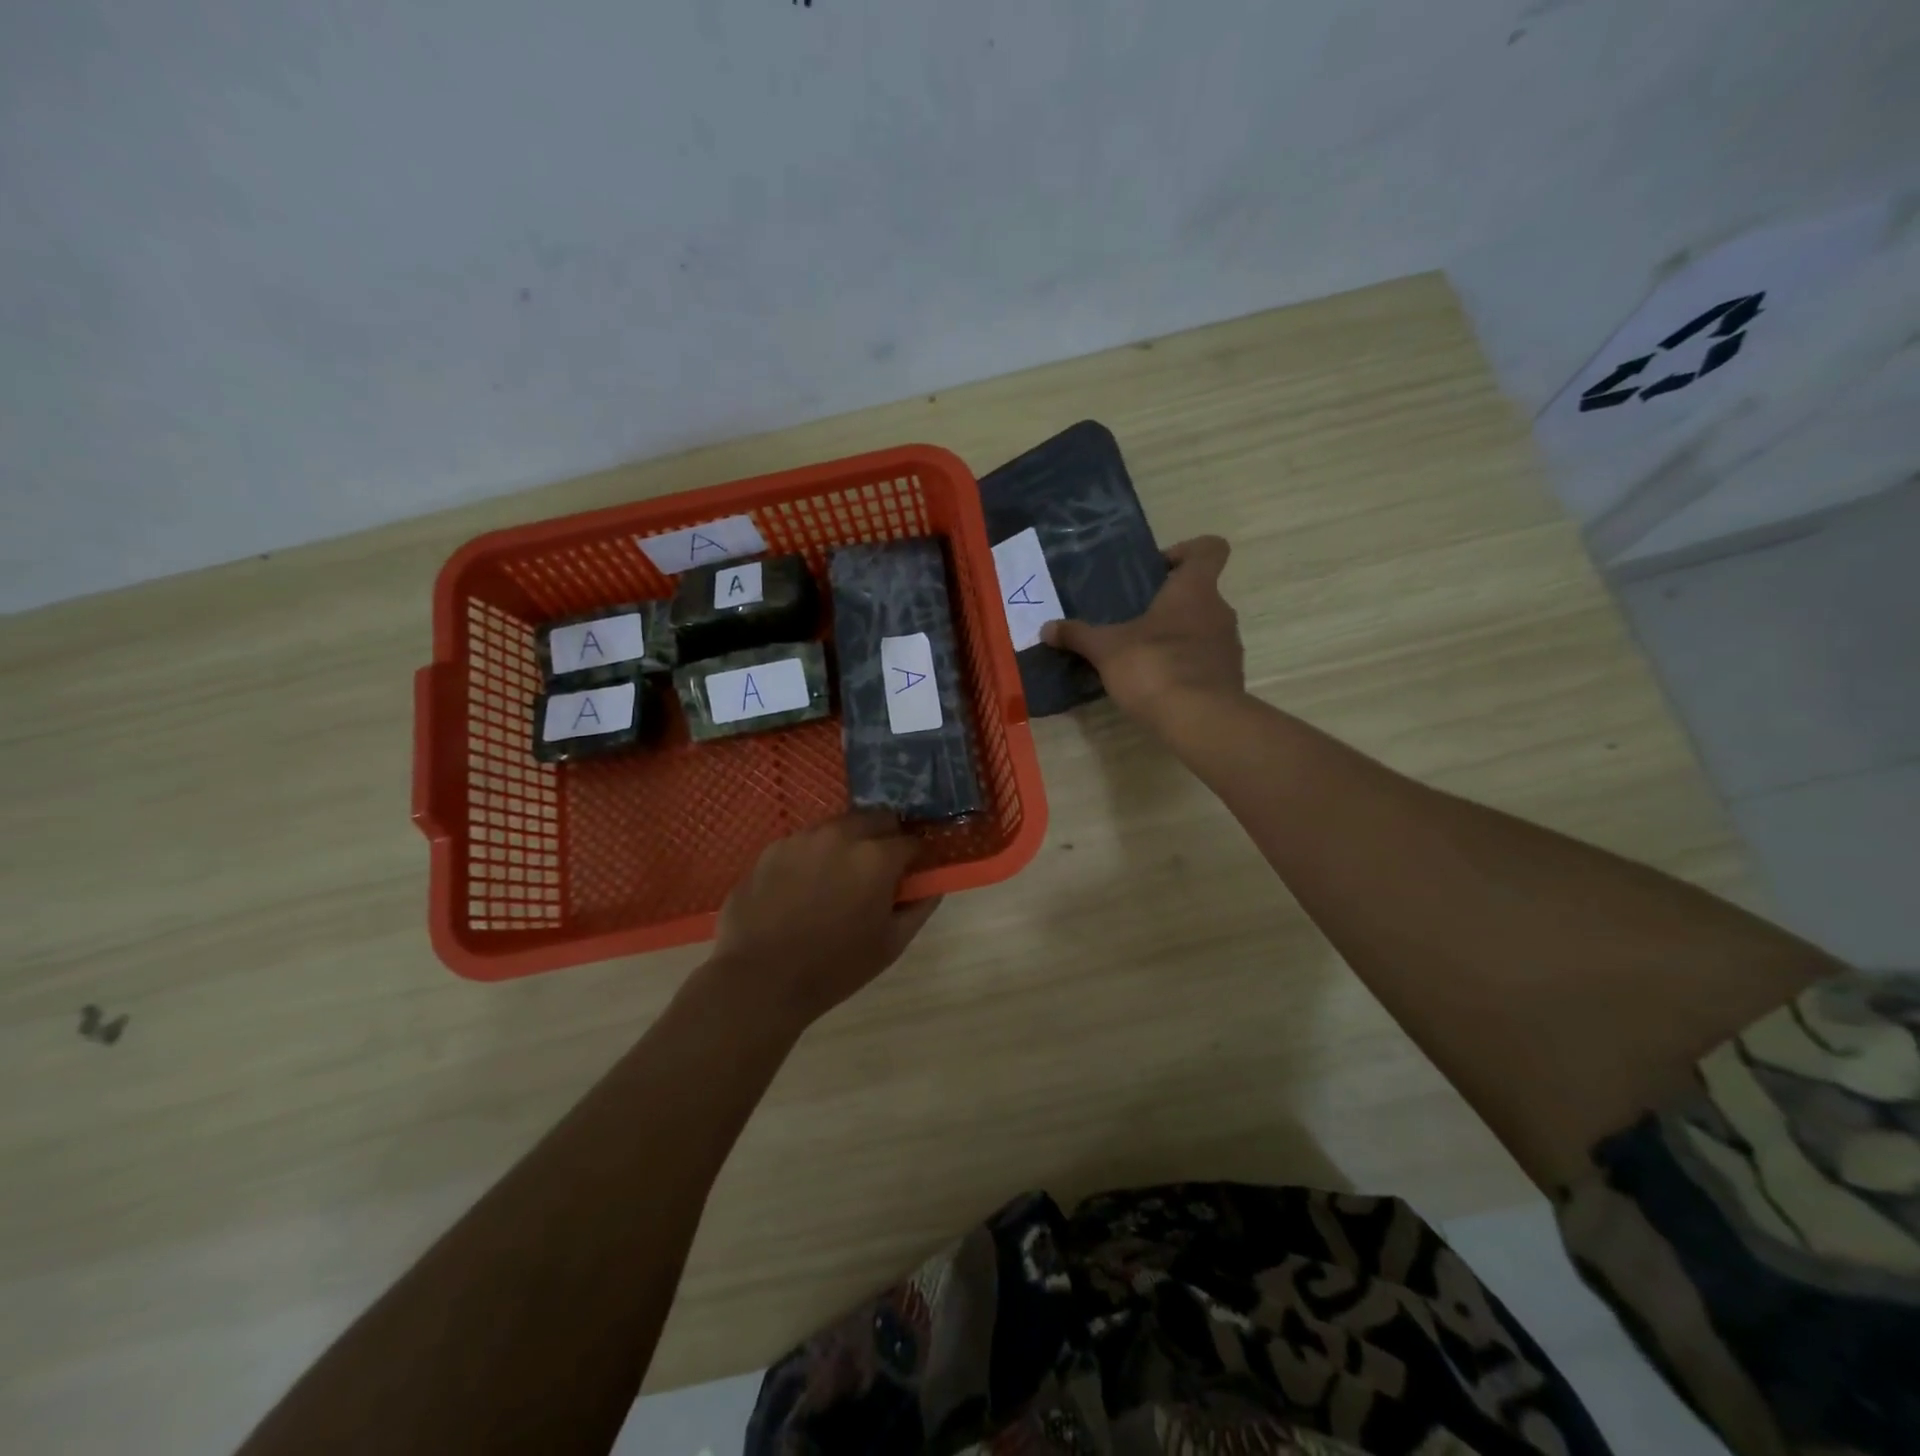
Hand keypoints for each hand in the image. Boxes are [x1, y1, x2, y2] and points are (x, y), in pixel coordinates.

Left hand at [708, 811, 940, 1029]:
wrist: (760, 980)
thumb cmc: (835, 967)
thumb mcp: (890, 945)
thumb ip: (919, 908)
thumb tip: (933, 886)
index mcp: (876, 858)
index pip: (910, 841)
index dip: (915, 858)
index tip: (910, 874)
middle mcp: (841, 835)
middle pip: (876, 819)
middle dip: (884, 838)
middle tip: (877, 870)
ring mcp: (803, 838)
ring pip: (838, 826)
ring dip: (848, 843)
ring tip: (837, 878)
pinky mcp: (773, 848)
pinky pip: (805, 842)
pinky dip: (813, 856)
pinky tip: (803, 887)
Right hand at [1041, 535, 1243, 732]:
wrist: (1200, 720)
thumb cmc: (1154, 666)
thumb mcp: (1106, 649)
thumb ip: (1078, 635)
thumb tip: (1047, 628)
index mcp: (1194, 590)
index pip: (1209, 549)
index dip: (1186, 551)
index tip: (1158, 570)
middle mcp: (1219, 611)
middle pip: (1199, 593)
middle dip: (1168, 604)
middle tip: (1134, 620)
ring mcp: (1228, 646)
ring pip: (1202, 628)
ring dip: (1176, 637)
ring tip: (1141, 656)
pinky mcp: (1228, 678)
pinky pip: (1204, 661)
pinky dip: (1184, 667)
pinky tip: (1156, 684)